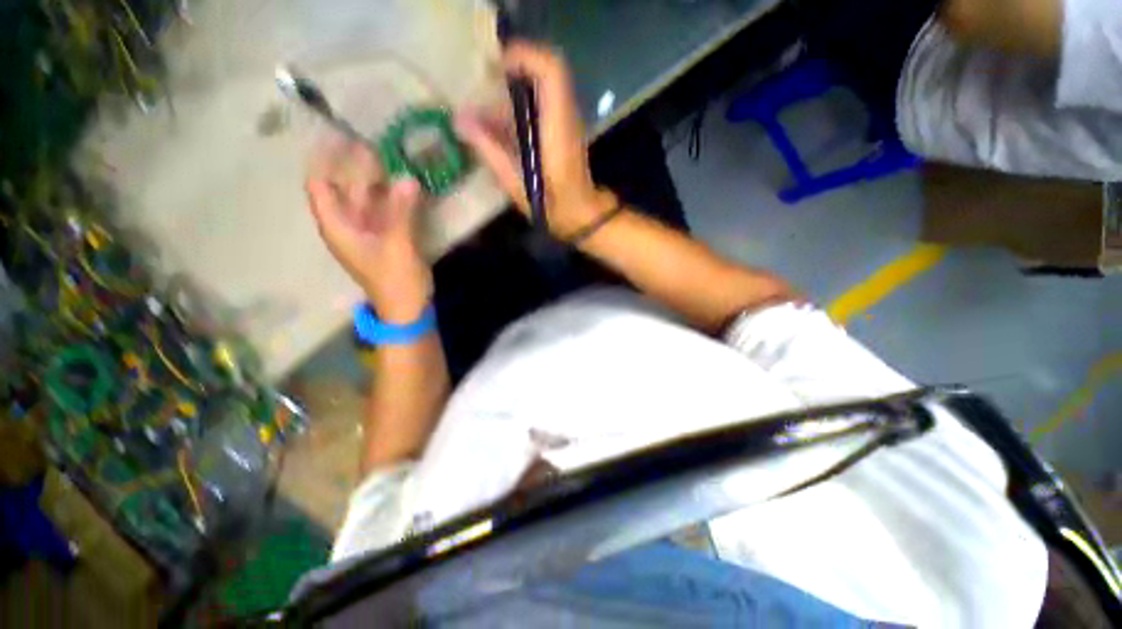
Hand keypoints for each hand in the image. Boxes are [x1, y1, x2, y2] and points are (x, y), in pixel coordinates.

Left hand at [306, 135, 430, 322]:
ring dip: (378, 180)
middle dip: (355, 165)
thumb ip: (402, 212)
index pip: (320, 186)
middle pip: (345, 188)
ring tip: (391, 155)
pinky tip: (406, 185)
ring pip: (368, 199)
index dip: (324, 160)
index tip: (336, 135)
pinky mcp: (387, 239)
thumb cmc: (396, 281)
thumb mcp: (399, 246)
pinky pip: (386, 211)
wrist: (407, 310)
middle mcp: (349, 226)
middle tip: (372, 140)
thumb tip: (408, 179)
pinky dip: (394, 197)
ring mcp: (369, 233)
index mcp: (339, 227)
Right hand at [454, 41, 617, 238]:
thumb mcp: (516, 183)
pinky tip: (497, 130)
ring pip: (540, 89)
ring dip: (510, 95)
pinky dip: (518, 111)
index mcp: (557, 125)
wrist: (580, 216)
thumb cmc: (551, 205)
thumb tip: (460, 120)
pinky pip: (540, 107)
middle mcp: (565, 115)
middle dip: (510, 73)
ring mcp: (566, 122)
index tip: (493, 67)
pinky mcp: (563, 131)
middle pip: (543, 72)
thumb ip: (489, 150)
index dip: (522, 56)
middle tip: (481, 88)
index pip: (550, 68)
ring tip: (482, 115)